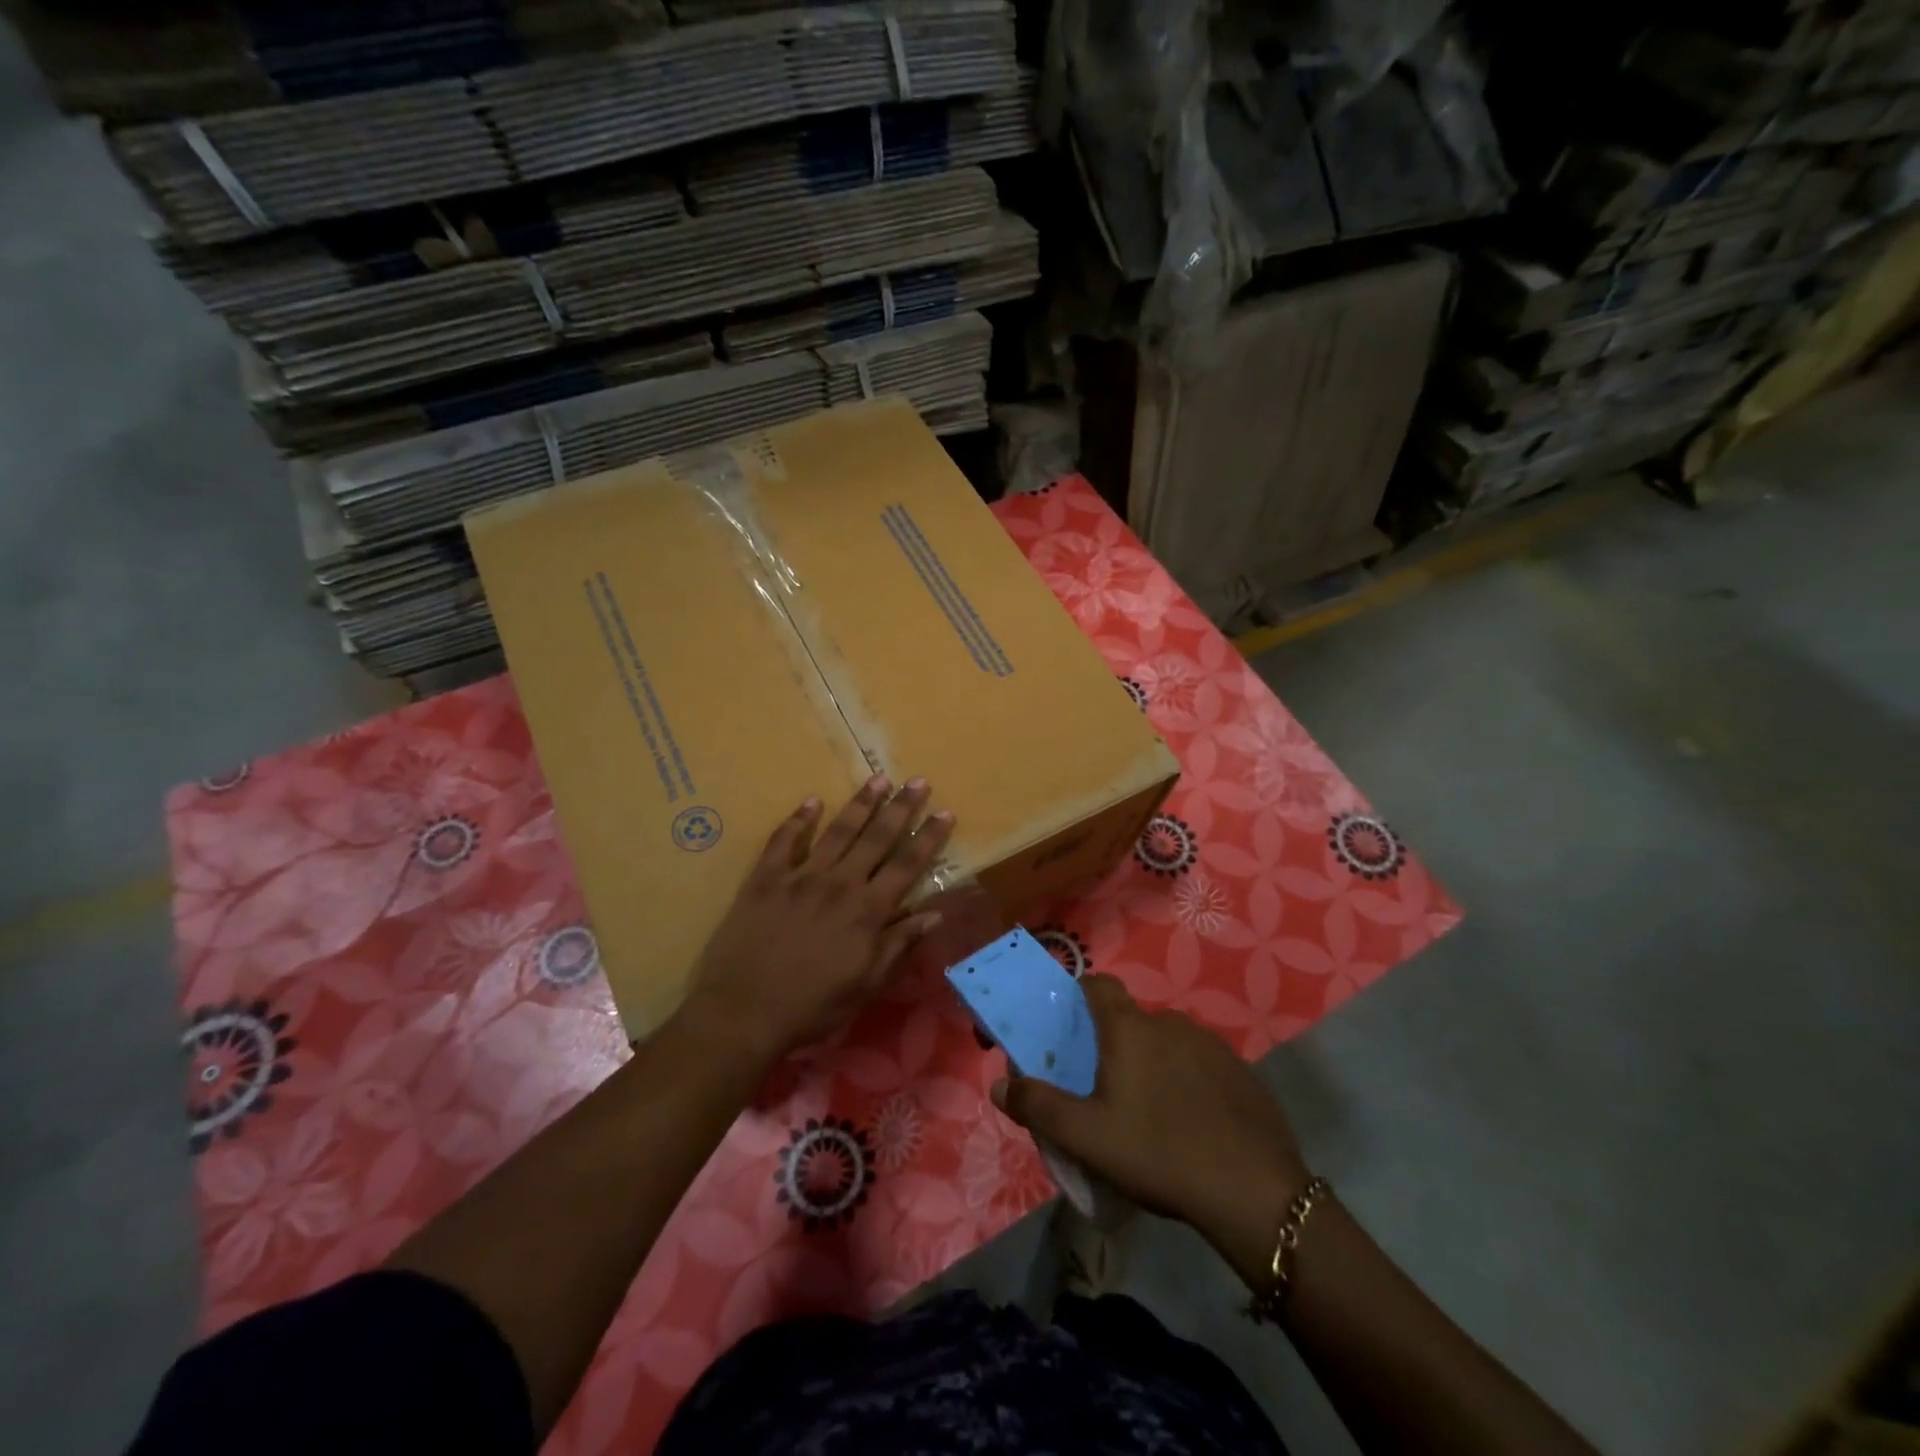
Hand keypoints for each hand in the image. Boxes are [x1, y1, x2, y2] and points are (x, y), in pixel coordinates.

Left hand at [681, 776, 953, 1061]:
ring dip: (860, 804)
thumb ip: (899, 944)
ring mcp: (800, 877)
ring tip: (878, 779)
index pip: (907, 865)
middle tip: (918, 781)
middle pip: (877, 838)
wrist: (742, 1012)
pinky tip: (811, 801)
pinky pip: (784, 841)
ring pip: (837, 831)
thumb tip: (934, 914)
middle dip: (901, 808)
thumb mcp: (866, 985)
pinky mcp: (766, 879)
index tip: (945, 812)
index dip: (928, 837)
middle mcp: (839, 884)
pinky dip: (799, 820)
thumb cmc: (812, 1006)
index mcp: (867, 911)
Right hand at [993, 974, 1308, 1256]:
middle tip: (1104, 1089)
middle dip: (1113, 1044)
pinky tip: (1189, 1124)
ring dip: (1151, 1064)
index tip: (1069, 1027)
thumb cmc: (1158, 1152)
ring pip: (1166, 1043)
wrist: (1254, 1191)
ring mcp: (1210, 1044)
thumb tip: (998, 1084)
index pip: (1098, 985)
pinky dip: (1186, 1082)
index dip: (1078, 996)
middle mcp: (1170, 1022)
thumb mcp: (1086, 1137)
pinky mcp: (1240, 1072)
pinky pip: (1199, 1065)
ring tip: (1147, 1113)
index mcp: (1129, 1028)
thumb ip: (1038, 1106)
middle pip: (1130, 1020)